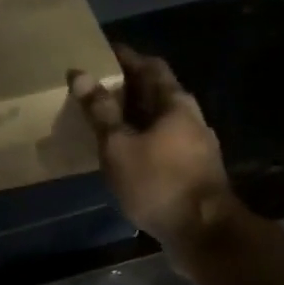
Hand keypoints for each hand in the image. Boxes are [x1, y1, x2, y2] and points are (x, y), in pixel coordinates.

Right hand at [69, 45, 235, 250]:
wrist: (203, 232)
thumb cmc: (158, 182)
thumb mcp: (119, 146)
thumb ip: (100, 111)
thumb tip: (80, 73)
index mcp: (175, 102)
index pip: (149, 66)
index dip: (126, 57)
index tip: (101, 53)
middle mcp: (190, 117)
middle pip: (157, 91)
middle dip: (128, 86)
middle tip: (96, 86)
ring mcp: (196, 144)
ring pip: (161, 118)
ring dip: (135, 115)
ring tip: (106, 118)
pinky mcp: (194, 169)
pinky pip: (164, 142)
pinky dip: (143, 138)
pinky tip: (126, 151)